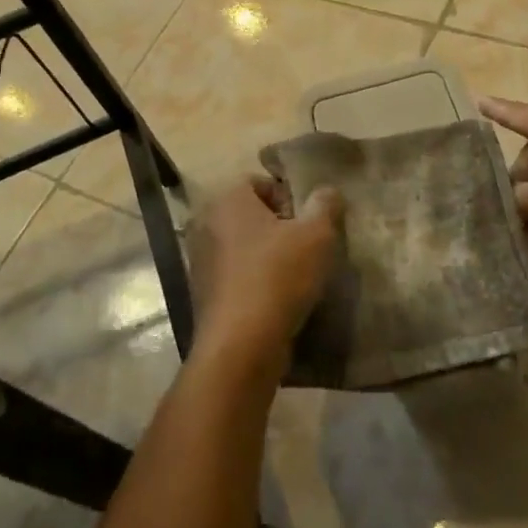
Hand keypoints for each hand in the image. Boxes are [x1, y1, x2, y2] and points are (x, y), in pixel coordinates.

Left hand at [188, 178, 343, 366]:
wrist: (241, 345)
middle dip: (279, 227)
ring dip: (267, 255)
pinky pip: (236, 275)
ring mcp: (200, 260)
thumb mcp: (317, 235)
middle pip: (250, 214)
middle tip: (307, 246)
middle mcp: (206, 224)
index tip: (308, 221)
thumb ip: (325, 205)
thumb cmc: (278, 276)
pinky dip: (255, 280)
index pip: (258, 182)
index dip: (288, 196)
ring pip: (243, 246)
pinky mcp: (203, 294)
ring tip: (297, 275)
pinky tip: (278, 299)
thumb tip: (327, 191)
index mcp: (227, 200)